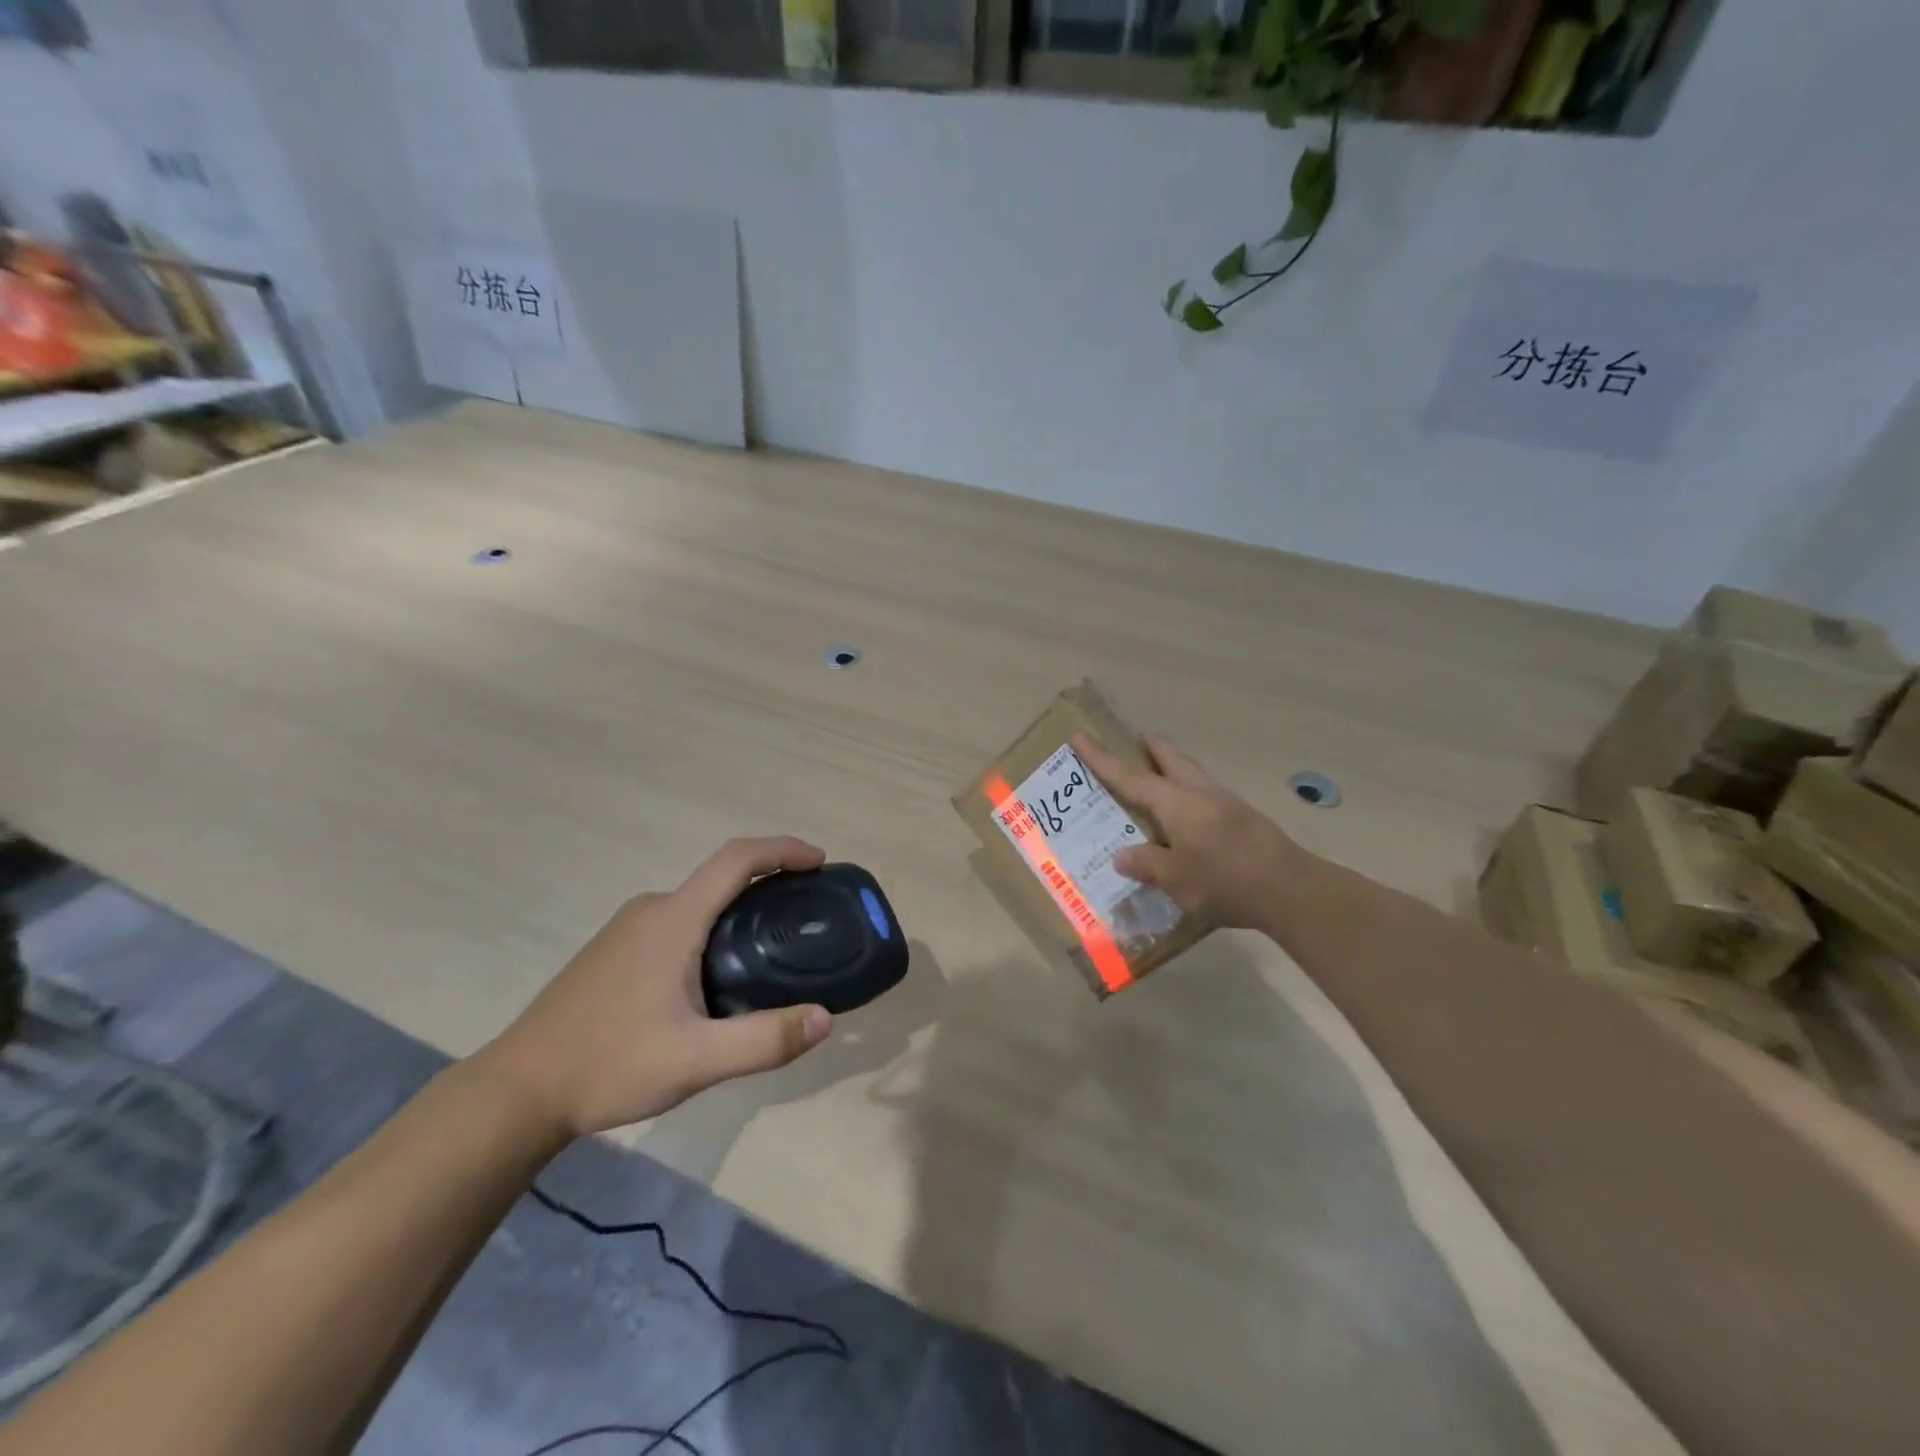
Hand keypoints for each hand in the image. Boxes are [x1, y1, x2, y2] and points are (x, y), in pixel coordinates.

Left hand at [477, 837, 832, 1137]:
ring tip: (773, 948)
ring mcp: (628, 929)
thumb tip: (825, 1018)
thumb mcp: (696, 1061)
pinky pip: (678, 922)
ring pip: (699, 902)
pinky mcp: (615, 951)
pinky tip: (719, 976)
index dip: (782, 849)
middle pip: (721, 877)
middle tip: (806, 914)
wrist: (517, 1092)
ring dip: (740, 909)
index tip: (818, 862)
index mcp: (673, 919)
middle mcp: (651, 910)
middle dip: (769, 883)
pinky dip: (713, 928)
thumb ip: (764, 1040)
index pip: (737, 859)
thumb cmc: (608, 1065)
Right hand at [1073, 733, 1307, 930]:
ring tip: (1161, 776)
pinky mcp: (1245, 819)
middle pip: (1172, 760)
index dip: (1102, 759)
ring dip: (1174, 768)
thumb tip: (1122, 856)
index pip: (1130, 777)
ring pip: (1193, 774)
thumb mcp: (1176, 879)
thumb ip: (1146, 864)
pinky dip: (1190, 794)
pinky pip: (1208, 795)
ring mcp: (1227, 804)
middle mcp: (1200, 794)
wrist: (1290, 889)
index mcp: (1177, 804)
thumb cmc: (1225, 881)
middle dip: (1152, 749)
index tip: (1081, 736)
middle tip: (1138, 741)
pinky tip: (1190, 817)